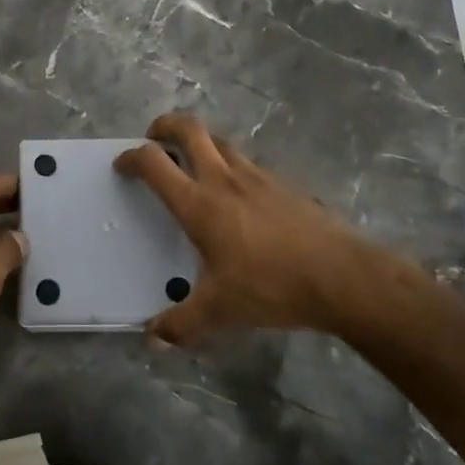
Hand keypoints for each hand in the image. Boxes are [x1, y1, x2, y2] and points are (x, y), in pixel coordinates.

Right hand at [115, 113, 421, 344]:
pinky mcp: (284, 184)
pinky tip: (238, 195)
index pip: (154, 163)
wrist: (342, 275)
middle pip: (189, 128)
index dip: (132, 157)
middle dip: (164, 126)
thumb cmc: (271, 286)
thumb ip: (181, 324)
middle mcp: (224, 178)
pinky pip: (248, 162)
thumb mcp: (220, 311)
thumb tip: (152, 338)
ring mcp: (257, 176)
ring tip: (194, 163)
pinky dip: (231, 165)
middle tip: (154, 139)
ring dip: (200, 142)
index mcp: (199, 203)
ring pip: (220, 140)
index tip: (122, 165)